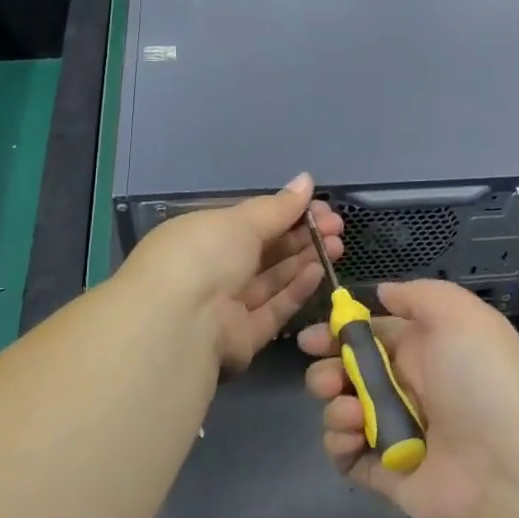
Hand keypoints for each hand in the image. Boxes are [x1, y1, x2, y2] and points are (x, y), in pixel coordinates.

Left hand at [120, 173, 342, 373]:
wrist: (181, 324)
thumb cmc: (204, 255)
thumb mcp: (240, 221)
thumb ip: (278, 207)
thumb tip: (306, 180)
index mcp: (201, 236)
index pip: (248, 222)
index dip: (285, 212)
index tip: (318, 205)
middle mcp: (211, 270)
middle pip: (263, 251)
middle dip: (300, 236)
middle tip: (336, 225)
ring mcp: (226, 306)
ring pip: (271, 279)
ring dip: (303, 260)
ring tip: (337, 244)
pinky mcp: (243, 337)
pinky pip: (273, 309)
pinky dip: (296, 289)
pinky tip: (319, 270)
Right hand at [300, 280, 518, 517]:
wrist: (511, 465)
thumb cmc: (482, 379)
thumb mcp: (459, 314)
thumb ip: (418, 295)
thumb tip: (383, 292)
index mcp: (425, 350)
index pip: (371, 336)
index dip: (339, 333)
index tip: (314, 337)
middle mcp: (409, 388)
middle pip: (350, 373)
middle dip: (328, 369)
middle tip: (329, 376)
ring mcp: (397, 432)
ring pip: (343, 411)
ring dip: (334, 405)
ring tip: (350, 410)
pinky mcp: (388, 473)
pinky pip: (347, 456)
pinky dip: (339, 443)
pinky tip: (352, 435)